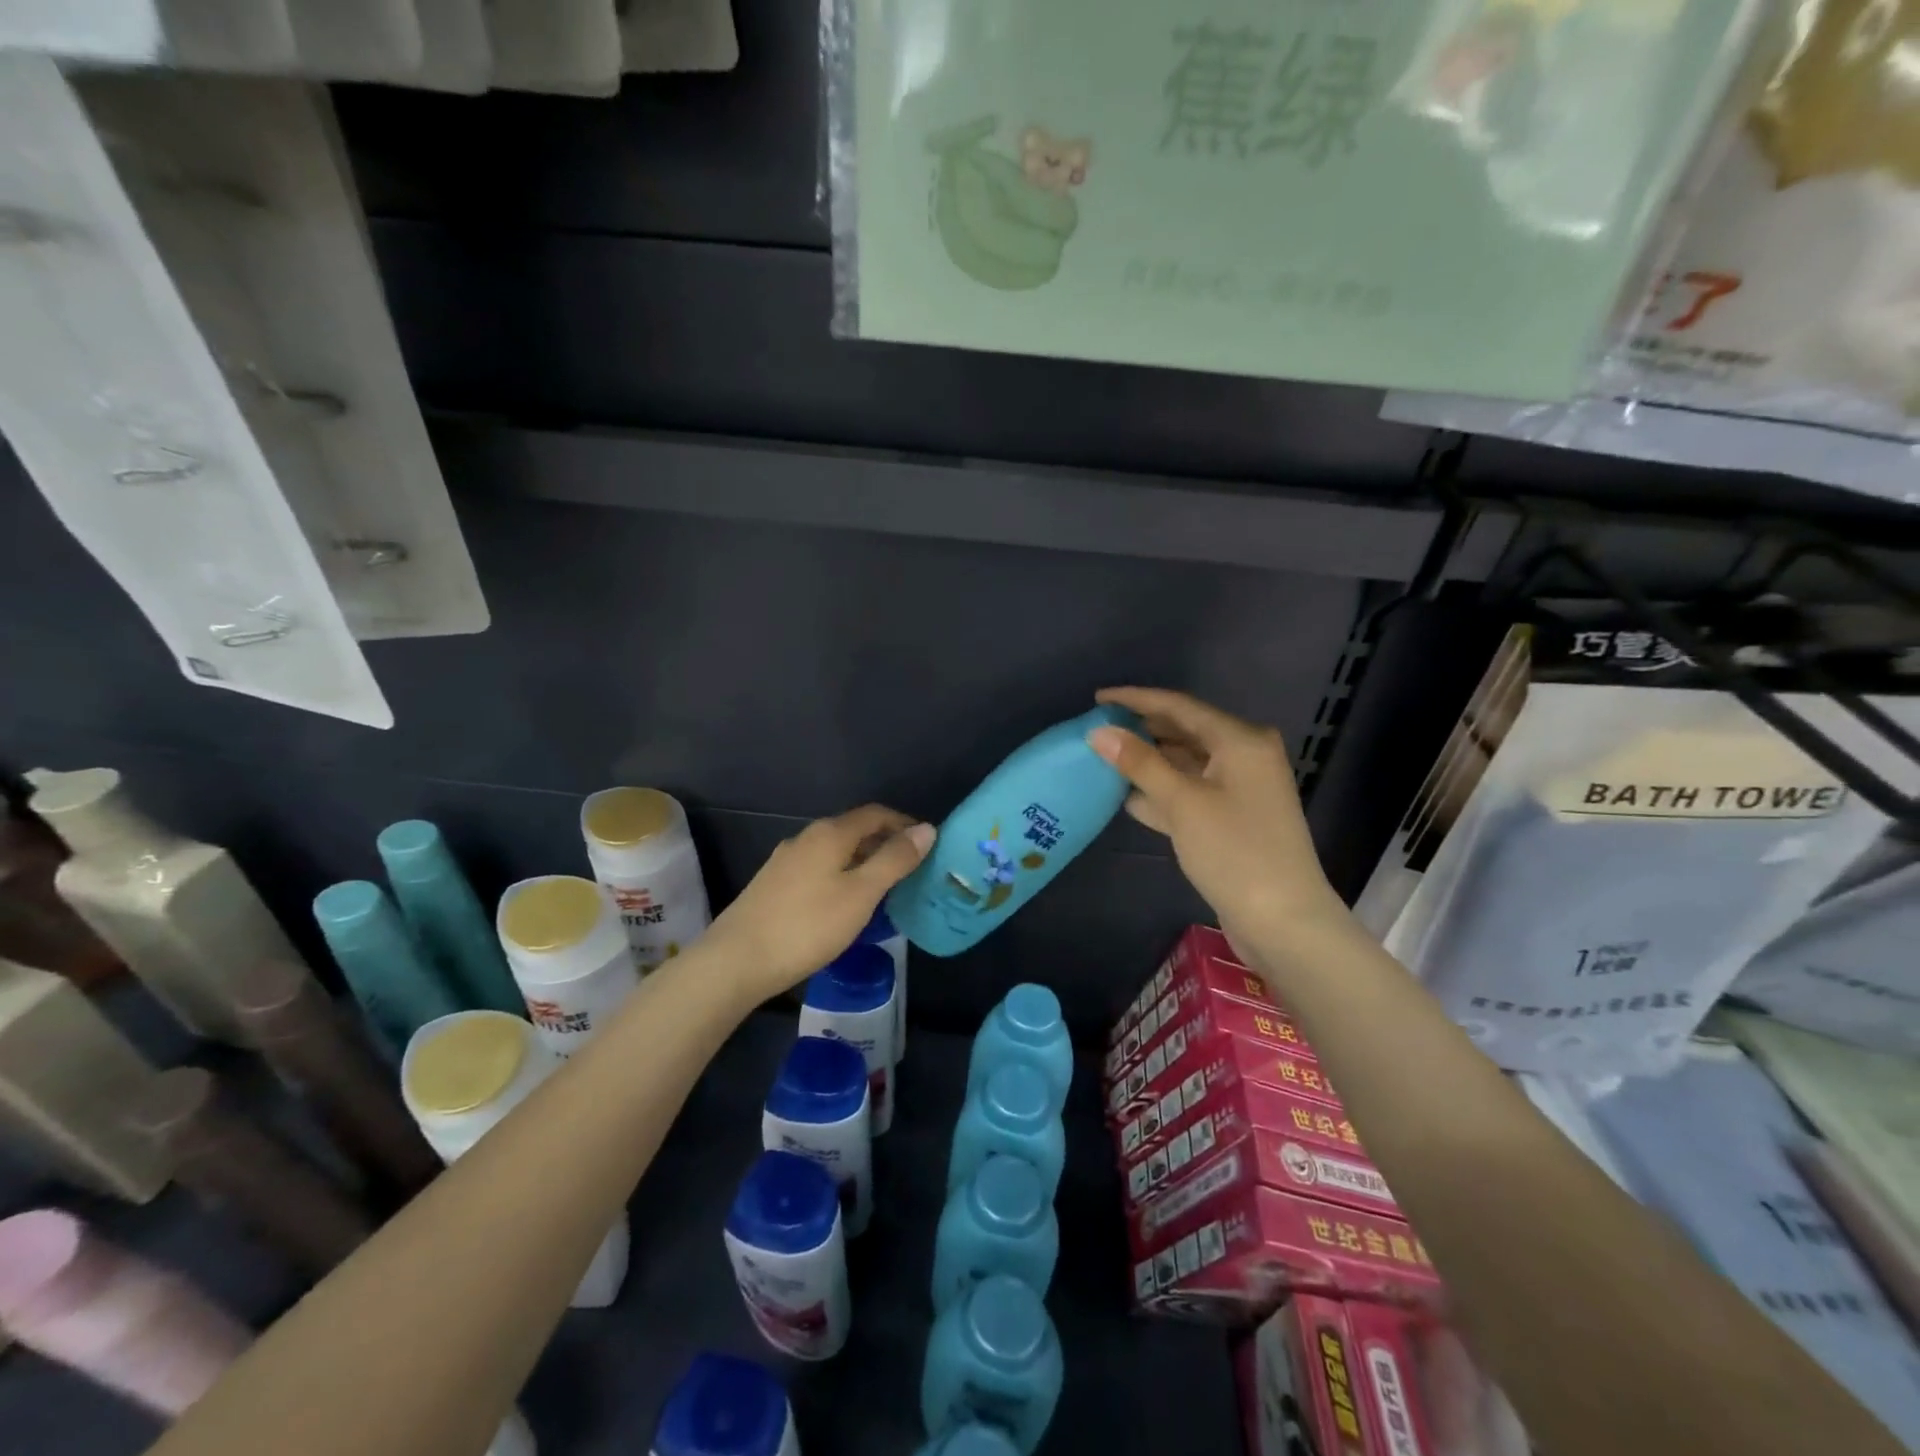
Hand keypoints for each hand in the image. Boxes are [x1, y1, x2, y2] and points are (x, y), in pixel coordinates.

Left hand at [704, 805, 934, 1001]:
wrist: (736, 961)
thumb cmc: (808, 925)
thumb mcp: (861, 894)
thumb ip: (895, 860)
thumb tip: (926, 829)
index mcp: (830, 833)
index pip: (875, 814)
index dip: (904, 824)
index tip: (927, 844)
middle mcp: (806, 838)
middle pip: (854, 830)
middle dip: (885, 843)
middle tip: (911, 869)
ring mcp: (785, 861)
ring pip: (835, 851)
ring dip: (863, 861)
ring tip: (884, 888)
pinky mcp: (774, 885)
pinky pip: (819, 868)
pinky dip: (842, 875)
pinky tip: (845, 903)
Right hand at [1088, 687, 1345, 953]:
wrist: (1283, 921)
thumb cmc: (1234, 851)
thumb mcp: (1182, 802)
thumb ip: (1140, 763)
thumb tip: (1099, 731)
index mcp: (1240, 740)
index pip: (1180, 706)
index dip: (1136, 700)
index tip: (1097, 698)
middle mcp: (1244, 756)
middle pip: (1184, 732)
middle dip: (1142, 731)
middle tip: (1098, 730)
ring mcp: (1240, 789)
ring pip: (1185, 764)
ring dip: (1149, 763)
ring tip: (1105, 761)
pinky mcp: (1232, 818)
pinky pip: (1191, 792)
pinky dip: (1163, 792)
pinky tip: (1129, 800)